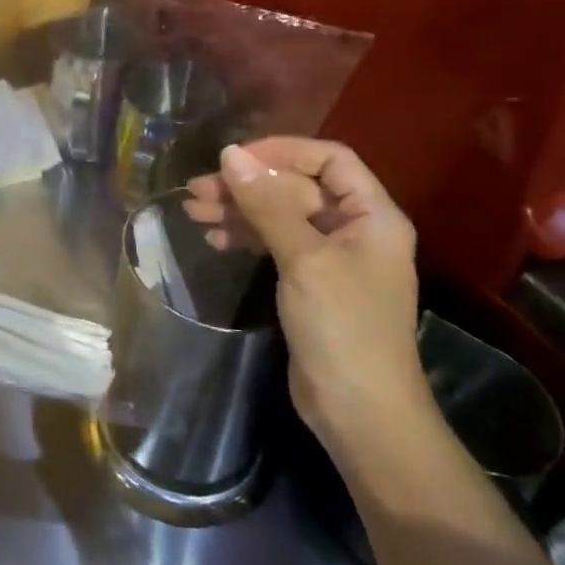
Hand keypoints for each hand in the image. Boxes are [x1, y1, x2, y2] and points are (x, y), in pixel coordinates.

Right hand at [184, 138, 428, 447]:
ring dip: (239, 209)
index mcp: (372, 215)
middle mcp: (354, 229)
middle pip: (297, 187)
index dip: (282, 151)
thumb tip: (230, 154)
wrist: (360, 413)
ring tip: (192, 210)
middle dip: (248, 184)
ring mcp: (331, 257)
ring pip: (280, 215)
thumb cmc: (343, 327)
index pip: (328, 159)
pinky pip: (274, 243)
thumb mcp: (305, 259)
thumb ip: (267, 204)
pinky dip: (245, 236)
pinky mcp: (310, 282)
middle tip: (197, 189)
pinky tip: (213, 238)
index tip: (235, 159)